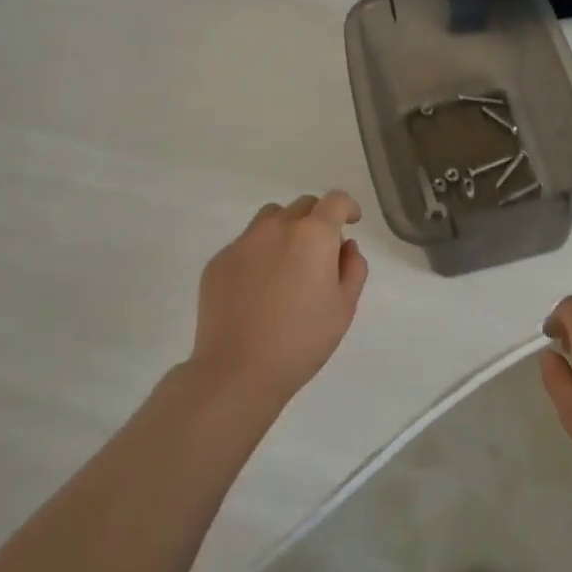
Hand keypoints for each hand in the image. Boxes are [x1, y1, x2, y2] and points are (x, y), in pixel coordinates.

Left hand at [190, 192, 369, 411]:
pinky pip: (246, 244)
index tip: (352, 223)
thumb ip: (353, 268)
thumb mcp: (344, 307)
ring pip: (270, 219)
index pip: (336, 201)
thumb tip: (345, 246)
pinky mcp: (218, 262)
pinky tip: (259, 288)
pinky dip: (259, 253)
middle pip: (303, 206)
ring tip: (288, 265)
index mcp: (313, 235)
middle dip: (318, 220)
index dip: (348, 208)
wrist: (238, 370)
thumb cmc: (302, 340)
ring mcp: (243, 243)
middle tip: (321, 253)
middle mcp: (276, 228)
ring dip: (286, 230)